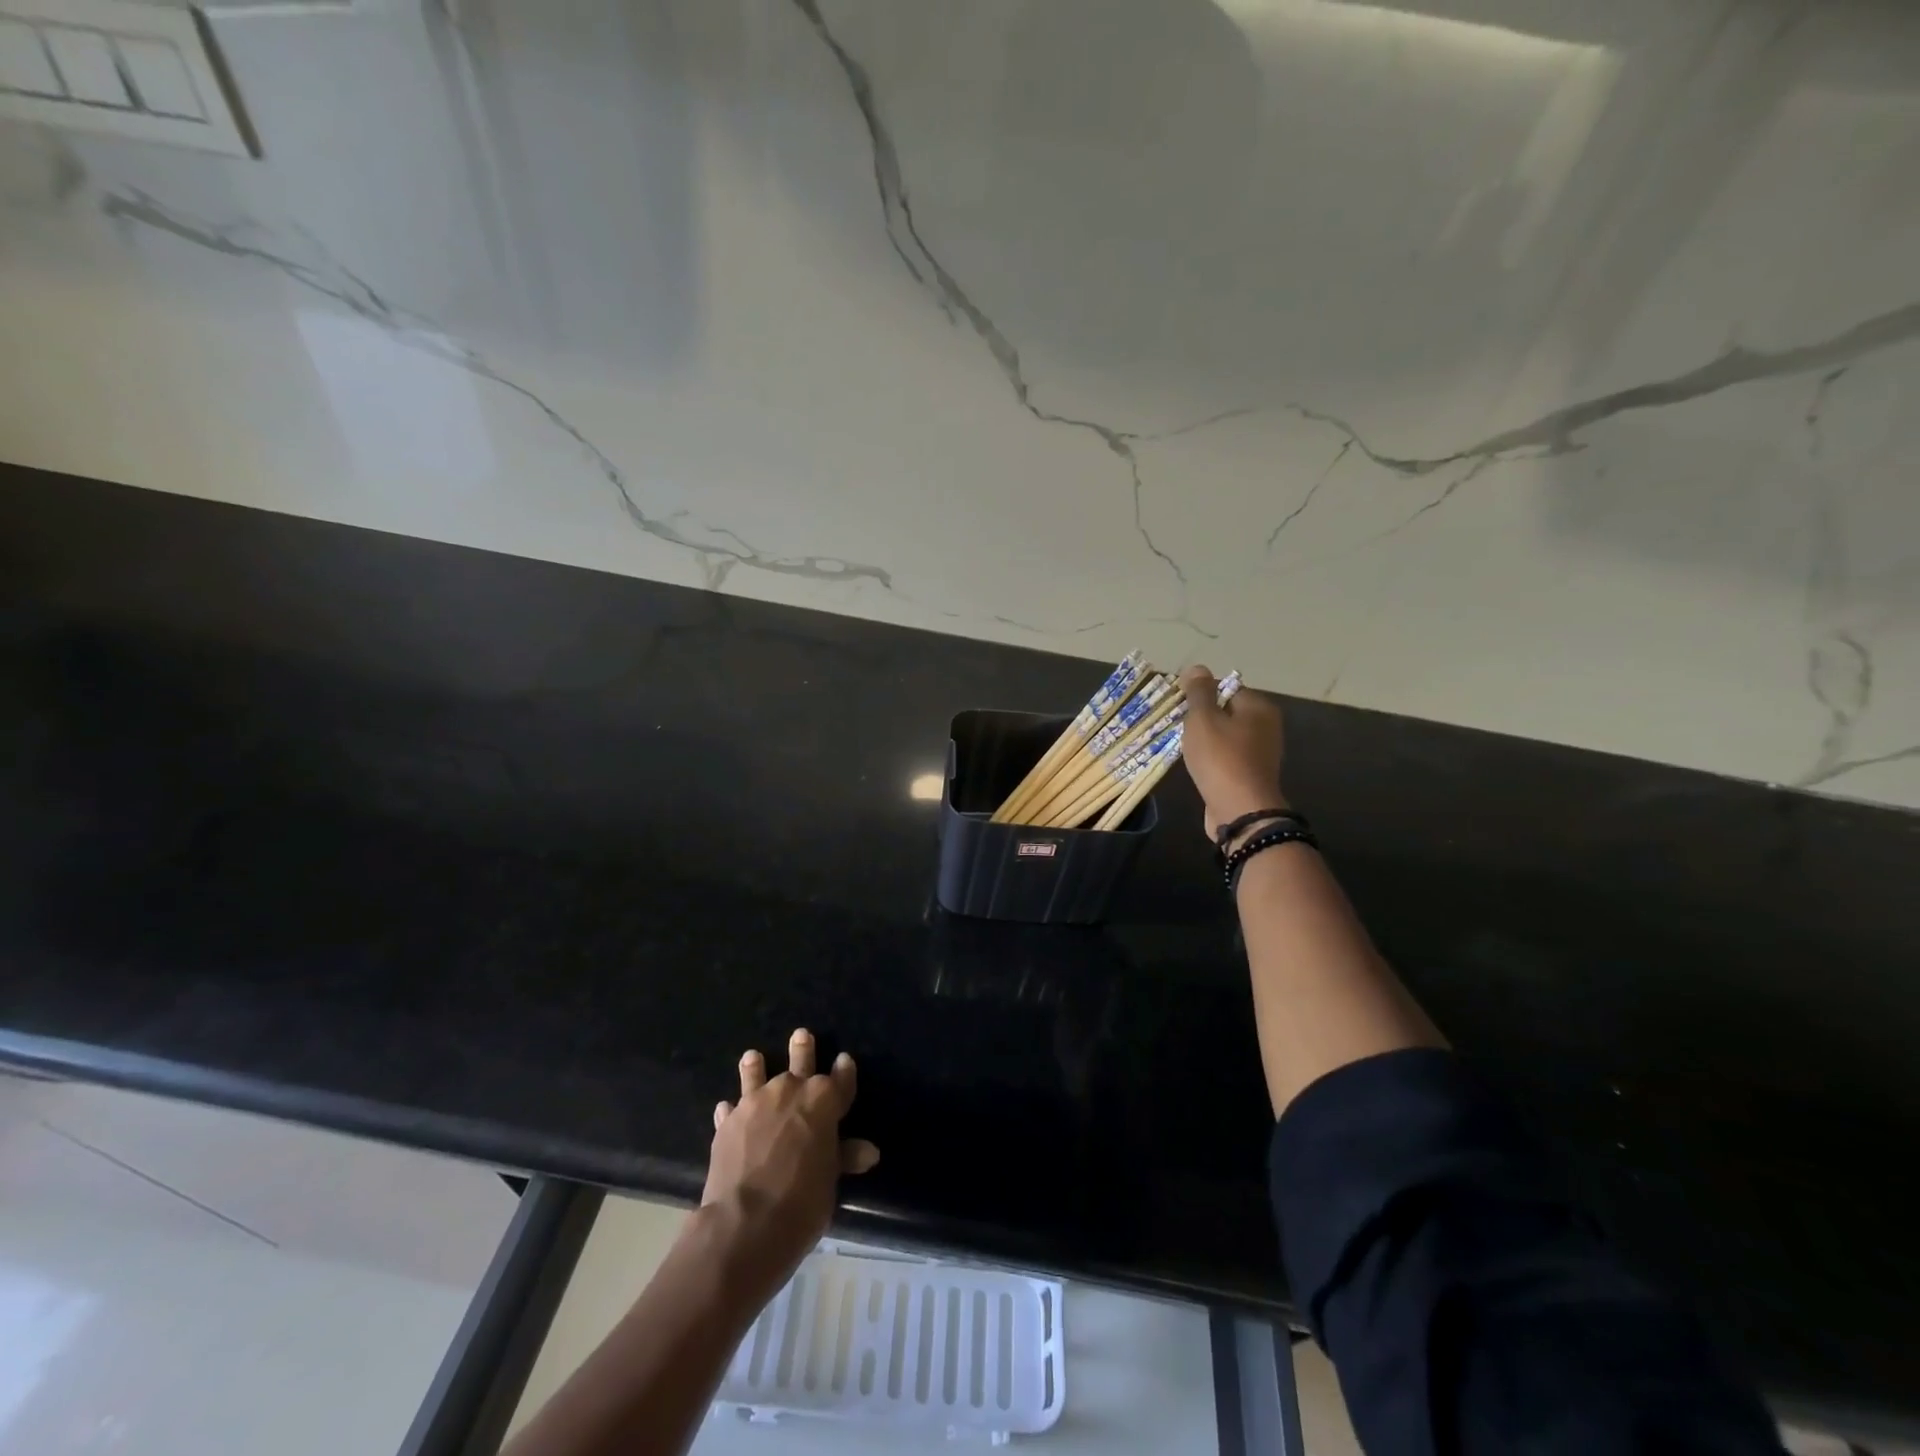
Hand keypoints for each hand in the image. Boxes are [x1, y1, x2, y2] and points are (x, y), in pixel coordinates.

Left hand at [705, 1029, 879, 1296]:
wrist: (745, 1224)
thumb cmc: (801, 1202)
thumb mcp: (830, 1181)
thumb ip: (843, 1157)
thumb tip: (869, 1152)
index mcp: (823, 1100)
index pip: (841, 1079)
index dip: (844, 1071)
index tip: (845, 1060)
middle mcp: (789, 1090)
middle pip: (799, 1062)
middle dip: (802, 1049)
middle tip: (801, 1035)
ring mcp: (754, 1103)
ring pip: (757, 1075)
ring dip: (756, 1067)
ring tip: (753, 1057)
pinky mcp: (727, 1123)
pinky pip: (731, 1109)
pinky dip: (731, 1110)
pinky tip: (727, 1109)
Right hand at [1179, 665, 1287, 845]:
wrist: (1241, 811)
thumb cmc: (1221, 759)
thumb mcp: (1203, 719)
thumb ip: (1198, 692)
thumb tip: (1197, 668)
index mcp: (1258, 707)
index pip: (1226, 687)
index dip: (1201, 695)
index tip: (1180, 707)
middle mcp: (1266, 726)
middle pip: (1226, 712)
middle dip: (1202, 718)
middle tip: (1180, 727)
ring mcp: (1261, 753)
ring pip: (1226, 736)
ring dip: (1206, 740)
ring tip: (1185, 748)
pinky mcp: (1252, 775)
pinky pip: (1227, 757)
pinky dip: (1213, 759)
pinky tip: (1198, 766)